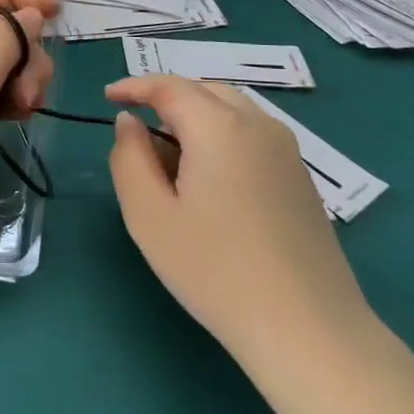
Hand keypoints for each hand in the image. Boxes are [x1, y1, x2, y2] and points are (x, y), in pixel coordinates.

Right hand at [105, 76, 372, 361]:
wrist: (305, 327)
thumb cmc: (214, 270)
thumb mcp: (149, 215)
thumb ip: (129, 158)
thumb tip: (130, 123)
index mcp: (219, 127)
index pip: (169, 86)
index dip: (135, 86)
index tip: (108, 97)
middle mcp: (258, 125)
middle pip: (204, 91)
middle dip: (166, 99)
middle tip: (137, 129)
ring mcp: (286, 150)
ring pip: (232, 110)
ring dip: (195, 117)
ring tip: (169, 155)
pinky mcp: (300, 176)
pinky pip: (252, 134)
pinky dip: (221, 135)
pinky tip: (208, 178)